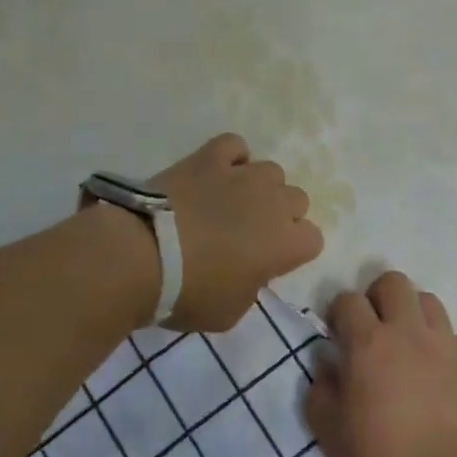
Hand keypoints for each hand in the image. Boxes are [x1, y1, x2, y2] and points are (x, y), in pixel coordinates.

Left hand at [146, 133, 322, 332]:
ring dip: (258, 186)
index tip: (271, 261)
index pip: (313, 239)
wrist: (143, 255)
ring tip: (231, 201)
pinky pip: (234, 146)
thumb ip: (251, 286)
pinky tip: (216, 172)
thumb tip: (248, 269)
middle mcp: (273, 202)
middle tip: (250, 232)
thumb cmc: (189, 293)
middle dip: (280, 214)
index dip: (294, 250)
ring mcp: (242, 175)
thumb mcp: (230, 311)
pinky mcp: (210, 157)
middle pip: (297, 199)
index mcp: (285, 243)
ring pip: (271, 171)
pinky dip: (231, 157)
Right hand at [305, 272, 456, 456]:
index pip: (348, 300)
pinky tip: (432, 372)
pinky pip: (450, 333)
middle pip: (392, 282)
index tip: (336, 336)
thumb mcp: (333, 437)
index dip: (338, 313)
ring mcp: (443, 343)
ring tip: (404, 344)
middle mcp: (406, 331)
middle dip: (376, 297)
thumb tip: (324, 368)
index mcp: (368, 344)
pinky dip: (437, 342)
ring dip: (410, 313)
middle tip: (371, 330)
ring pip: (426, 299)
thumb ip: (320, 395)